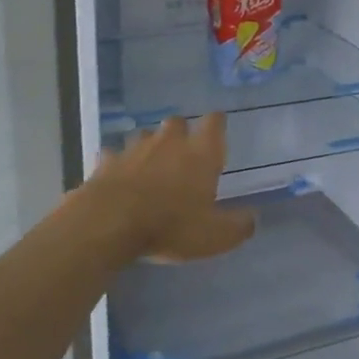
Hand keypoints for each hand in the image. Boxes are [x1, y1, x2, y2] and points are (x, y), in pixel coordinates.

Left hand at [81, 113, 255, 262]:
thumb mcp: (215, 236)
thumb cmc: (171, 226)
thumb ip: (238, 226)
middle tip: (183, 153)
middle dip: (181, 133)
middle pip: (177, 122)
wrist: (109, 224)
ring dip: (149, 147)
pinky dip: (118, 164)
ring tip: (150, 166)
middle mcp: (169, 142)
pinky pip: (114, 156)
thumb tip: (252, 219)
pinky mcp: (106, 161)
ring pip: (145, 136)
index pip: (214, 123)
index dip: (216, 124)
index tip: (217, 130)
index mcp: (200, 153)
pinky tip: (118, 178)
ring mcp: (134, 148)